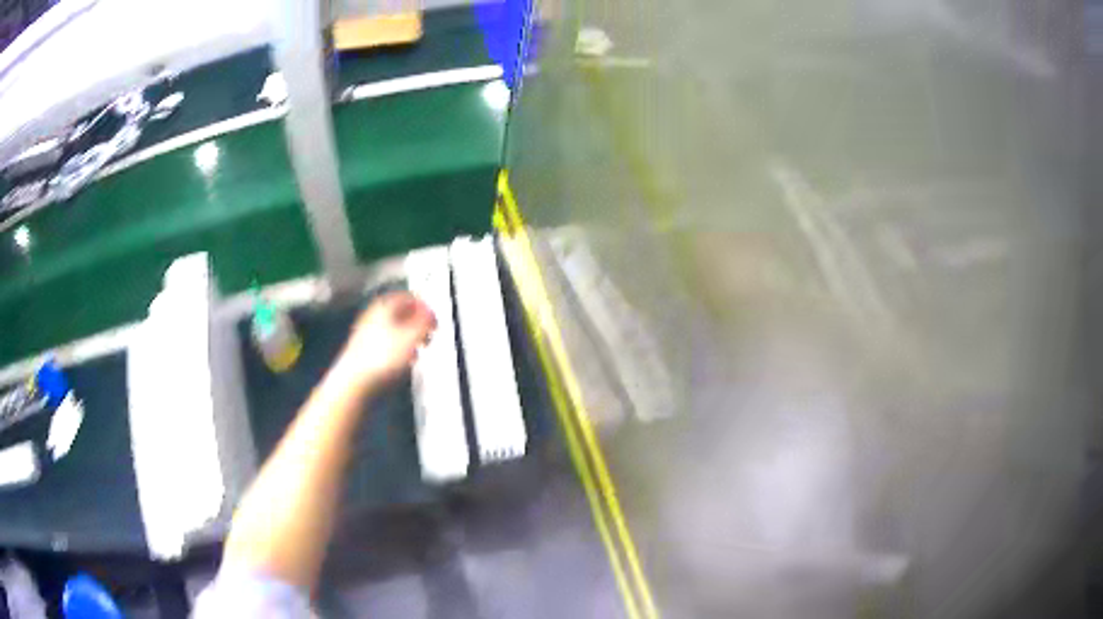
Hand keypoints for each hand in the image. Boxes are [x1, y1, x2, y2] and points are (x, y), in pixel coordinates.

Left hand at [335, 291, 435, 391]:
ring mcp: (365, 333)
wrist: (354, 381)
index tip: (434, 320)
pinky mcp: (362, 352)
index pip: (409, 297)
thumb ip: (425, 322)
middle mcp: (372, 315)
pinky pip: (385, 345)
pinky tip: (402, 362)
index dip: (424, 307)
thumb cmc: (382, 357)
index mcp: (384, 305)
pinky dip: (397, 350)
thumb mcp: (412, 336)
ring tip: (418, 350)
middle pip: (400, 312)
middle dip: (416, 323)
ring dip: (408, 338)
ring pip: (393, 329)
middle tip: (428, 334)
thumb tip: (430, 313)